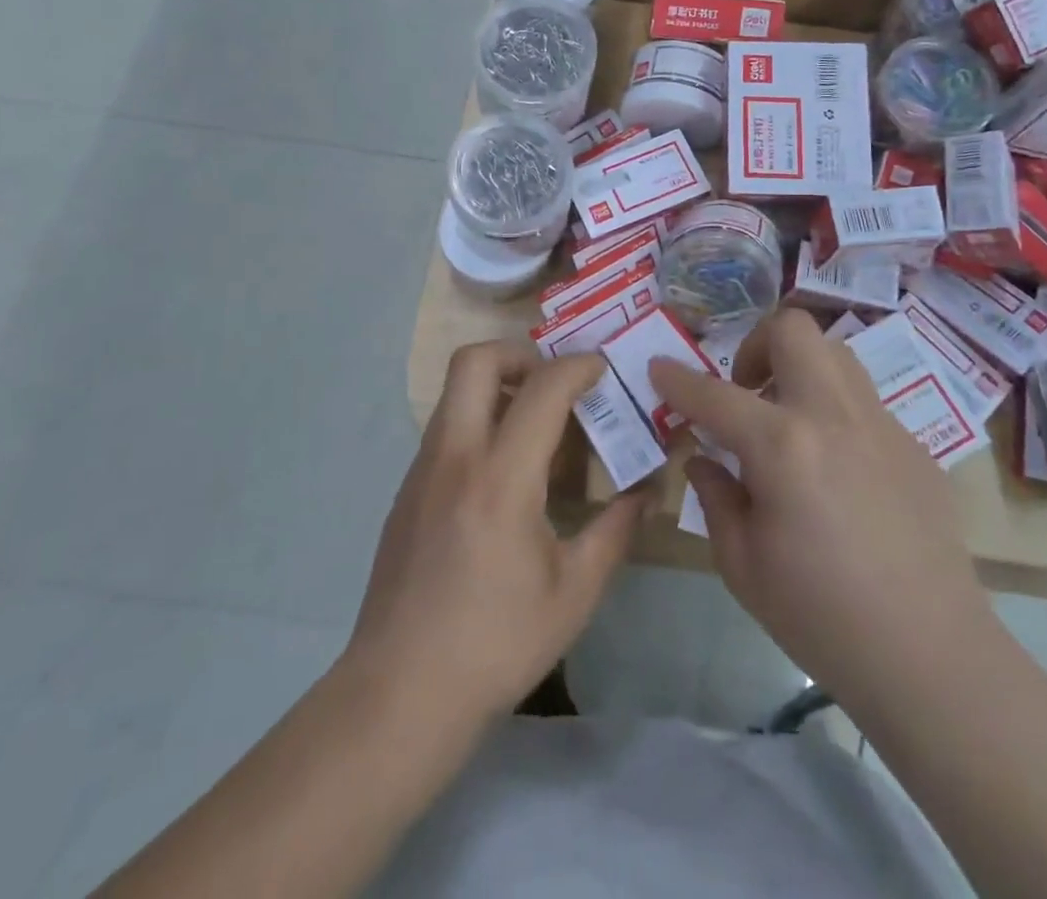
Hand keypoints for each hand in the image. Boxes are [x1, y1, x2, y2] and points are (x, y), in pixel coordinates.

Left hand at [345, 342, 646, 731]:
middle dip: (520, 352)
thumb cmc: (496, 644)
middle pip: (475, 360)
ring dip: (497, 385)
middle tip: (555, 382)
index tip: (603, 370)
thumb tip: (647, 489)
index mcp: (501, 479)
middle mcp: (455, 457)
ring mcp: (422, 470)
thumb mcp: (575, 592)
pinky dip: (479, 422)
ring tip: (536, 426)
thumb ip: (616, 529)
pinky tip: (503, 475)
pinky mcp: (406, 490)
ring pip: (454, 391)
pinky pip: (446, 428)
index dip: (579, 367)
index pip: (542, 389)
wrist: (400, 693)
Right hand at [649, 310, 993, 713]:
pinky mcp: (914, 446)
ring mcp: (881, 424)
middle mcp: (833, 415)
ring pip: (836, 354)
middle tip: (744, 390)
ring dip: (800, 368)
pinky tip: (834, 469)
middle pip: (793, 330)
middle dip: (756, 343)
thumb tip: (705, 460)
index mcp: (783, 445)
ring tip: (787, 420)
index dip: (677, 378)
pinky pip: (864, 402)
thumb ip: (717, 497)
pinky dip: (834, 412)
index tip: (659, 367)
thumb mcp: (742, 565)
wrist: (931, 656)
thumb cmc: (821, 617)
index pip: (714, 394)